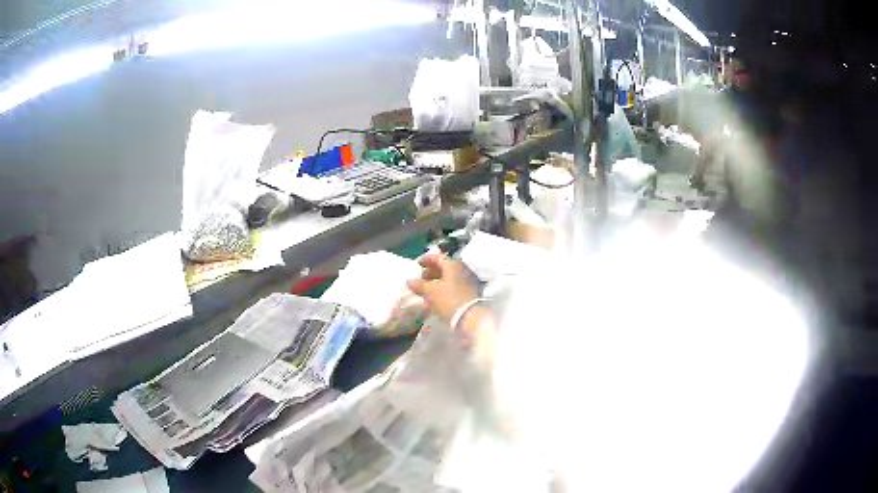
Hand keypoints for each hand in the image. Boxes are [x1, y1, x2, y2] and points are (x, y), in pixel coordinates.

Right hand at [406, 253, 477, 324]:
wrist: (470, 318)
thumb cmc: (448, 300)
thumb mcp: (430, 291)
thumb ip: (419, 285)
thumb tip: (409, 281)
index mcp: (453, 265)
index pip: (438, 257)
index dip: (426, 260)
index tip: (417, 264)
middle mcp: (462, 270)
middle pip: (444, 268)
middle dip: (431, 273)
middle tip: (420, 279)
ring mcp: (468, 282)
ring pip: (449, 279)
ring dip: (436, 283)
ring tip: (425, 291)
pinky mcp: (470, 294)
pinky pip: (453, 288)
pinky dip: (443, 290)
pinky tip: (435, 299)